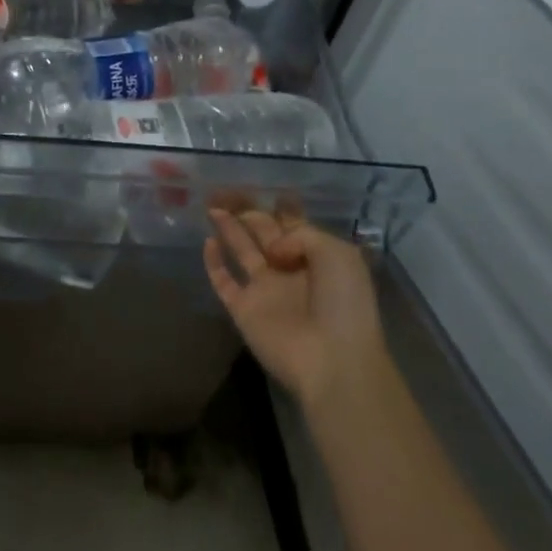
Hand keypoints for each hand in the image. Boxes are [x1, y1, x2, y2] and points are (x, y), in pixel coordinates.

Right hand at [205, 209, 384, 408]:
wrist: (333, 361)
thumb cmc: (343, 305)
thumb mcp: (337, 254)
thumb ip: (301, 235)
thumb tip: (273, 251)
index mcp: (317, 259)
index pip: (294, 226)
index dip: (280, 208)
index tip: (266, 190)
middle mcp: (289, 271)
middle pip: (264, 234)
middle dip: (249, 213)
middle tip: (227, 191)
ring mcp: (265, 291)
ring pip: (242, 252)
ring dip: (229, 229)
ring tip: (212, 207)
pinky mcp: (243, 310)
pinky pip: (224, 282)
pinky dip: (214, 263)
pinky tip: (208, 243)